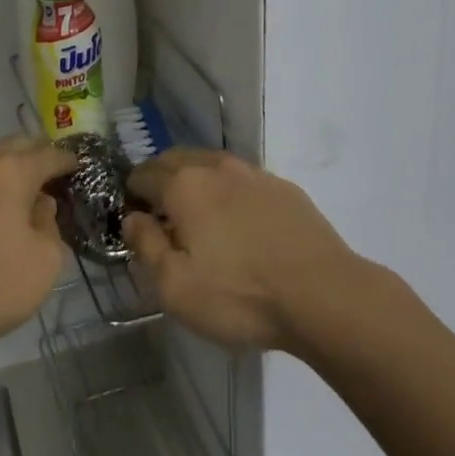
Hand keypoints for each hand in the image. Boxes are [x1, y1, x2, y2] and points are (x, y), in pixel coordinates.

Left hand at [0, 136, 72, 361]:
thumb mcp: (43, 263)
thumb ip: (49, 226)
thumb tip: (38, 207)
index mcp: (11, 171)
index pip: (48, 154)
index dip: (67, 160)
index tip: (77, 167)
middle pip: (14, 146)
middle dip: (35, 155)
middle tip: (50, 174)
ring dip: (3, 170)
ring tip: (15, 194)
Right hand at [124, 148, 362, 353]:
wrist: (324, 295)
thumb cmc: (240, 295)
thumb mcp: (176, 287)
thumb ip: (146, 246)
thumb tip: (132, 218)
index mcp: (184, 185)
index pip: (143, 175)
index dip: (131, 194)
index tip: (132, 218)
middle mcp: (216, 166)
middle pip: (175, 160)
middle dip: (160, 180)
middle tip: (160, 215)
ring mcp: (254, 173)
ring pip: (211, 166)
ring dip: (196, 182)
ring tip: (199, 218)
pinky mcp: (284, 187)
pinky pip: (242, 180)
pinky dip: (229, 192)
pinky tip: (239, 224)